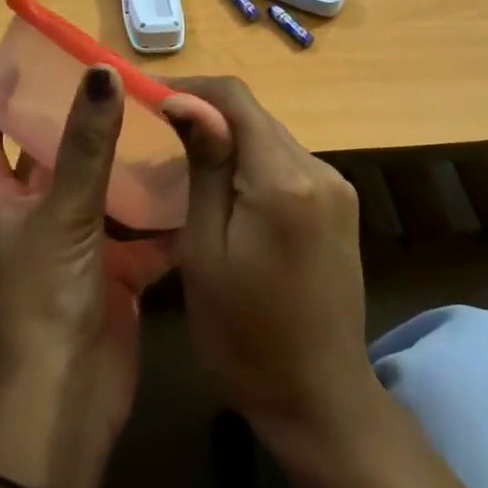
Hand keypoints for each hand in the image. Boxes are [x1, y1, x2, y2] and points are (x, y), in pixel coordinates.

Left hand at [0, 65, 165, 487]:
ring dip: (127, 167)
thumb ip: (87, 145)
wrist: (68, 402)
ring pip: (104, 194)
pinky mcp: (117, 276)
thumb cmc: (46, 298)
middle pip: (52, 158)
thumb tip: (100, 72)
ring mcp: (79, 248)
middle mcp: (37, 218)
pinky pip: (144, 238)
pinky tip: (195, 188)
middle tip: (116, 83)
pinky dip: (165, 219)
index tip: (24, 63)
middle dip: (77, 124)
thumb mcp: (64, 213)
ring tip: (162, 122)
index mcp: (5, 202)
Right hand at [163, 77, 384, 451]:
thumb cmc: (244, 336)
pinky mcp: (340, 207)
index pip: (236, 99)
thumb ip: (204, 165)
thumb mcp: (205, 249)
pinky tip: (226, 188)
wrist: (319, 401)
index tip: (147, 96)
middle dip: (206, 113)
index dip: (190, 86)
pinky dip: (253, 163)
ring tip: (182, 157)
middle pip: (256, 116)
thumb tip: (184, 100)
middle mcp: (321, 170)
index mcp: (285, 179)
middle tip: (157, 130)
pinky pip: (288, 163)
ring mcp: (336, 188)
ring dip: (229, 138)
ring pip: (271, 137)